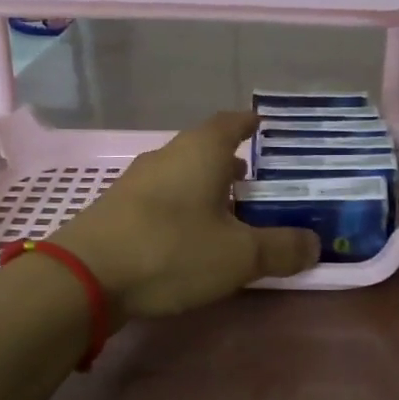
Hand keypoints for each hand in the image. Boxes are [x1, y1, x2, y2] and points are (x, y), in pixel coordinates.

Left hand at [55, 111, 319, 321]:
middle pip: (205, 150)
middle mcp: (167, 157)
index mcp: (200, 151)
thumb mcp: (239, 256)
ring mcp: (137, 183)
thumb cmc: (172, 250)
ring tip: (231, 214)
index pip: (230, 122)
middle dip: (232, 164)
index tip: (266, 128)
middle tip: (258, 183)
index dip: (250, 124)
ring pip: (182, 176)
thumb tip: (314, 244)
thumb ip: (280, 249)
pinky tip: (191, 238)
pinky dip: (183, 211)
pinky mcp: (118, 211)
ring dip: (206, 190)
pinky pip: (162, 201)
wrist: (84, 276)